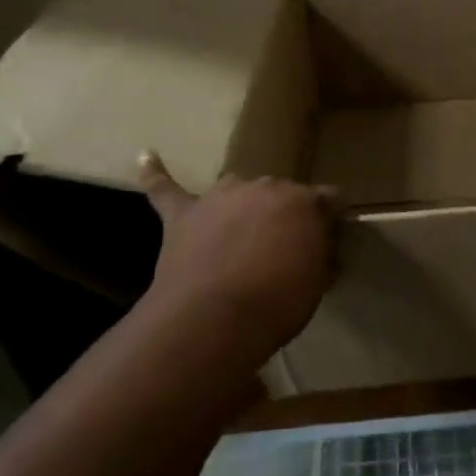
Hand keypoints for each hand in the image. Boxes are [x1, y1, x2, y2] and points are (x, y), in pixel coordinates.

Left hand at [134, 153, 336, 362]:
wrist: (214, 319)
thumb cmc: (278, 303)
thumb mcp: (318, 281)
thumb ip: (320, 253)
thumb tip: (320, 245)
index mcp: (304, 201)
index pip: (328, 199)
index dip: (328, 221)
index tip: (327, 242)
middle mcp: (265, 186)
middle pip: (281, 193)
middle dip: (283, 215)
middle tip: (281, 249)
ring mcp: (221, 196)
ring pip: (237, 189)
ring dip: (241, 206)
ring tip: (239, 234)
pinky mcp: (183, 214)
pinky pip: (166, 188)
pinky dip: (156, 174)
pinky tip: (146, 157)